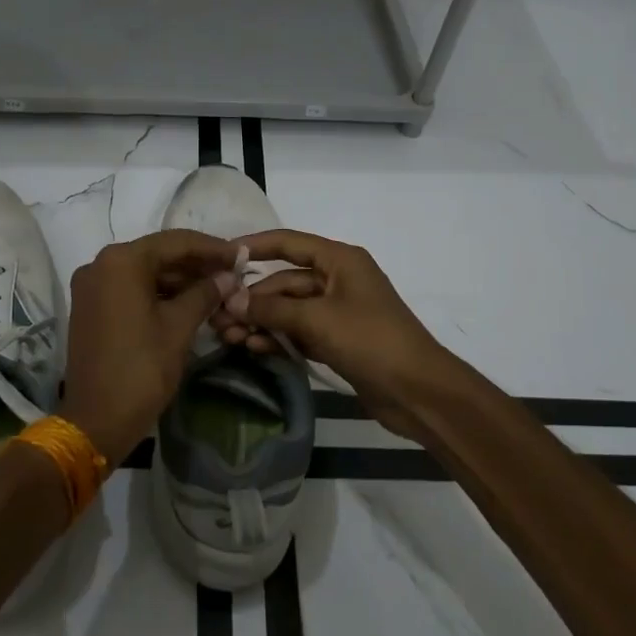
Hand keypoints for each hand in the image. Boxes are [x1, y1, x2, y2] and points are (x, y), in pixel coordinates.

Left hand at [59, 230, 237, 465]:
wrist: (96, 420)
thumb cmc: (141, 368)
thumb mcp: (179, 327)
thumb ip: (205, 293)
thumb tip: (228, 277)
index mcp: (121, 261)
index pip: (175, 242)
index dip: (212, 248)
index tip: (241, 256)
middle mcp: (100, 264)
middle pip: (158, 254)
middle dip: (196, 264)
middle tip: (232, 273)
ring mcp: (91, 286)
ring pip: (144, 272)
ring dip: (179, 280)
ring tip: (217, 289)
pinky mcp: (90, 308)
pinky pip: (130, 289)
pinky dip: (158, 293)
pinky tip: (188, 302)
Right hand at [212, 229, 452, 439]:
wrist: (419, 392)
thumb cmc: (371, 340)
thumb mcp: (317, 320)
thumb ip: (271, 308)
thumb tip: (230, 299)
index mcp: (340, 260)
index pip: (288, 243)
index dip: (254, 246)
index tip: (220, 256)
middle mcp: (337, 279)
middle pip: (284, 281)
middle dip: (251, 298)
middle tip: (216, 316)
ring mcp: (337, 312)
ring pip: (289, 309)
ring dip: (260, 321)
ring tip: (227, 337)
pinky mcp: (337, 340)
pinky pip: (299, 332)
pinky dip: (278, 338)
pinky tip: (253, 348)